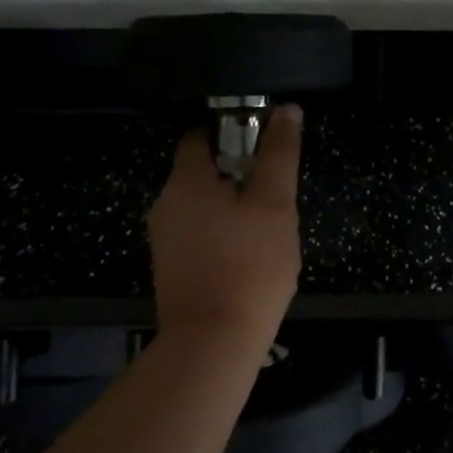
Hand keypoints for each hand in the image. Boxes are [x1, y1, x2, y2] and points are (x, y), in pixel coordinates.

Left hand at [148, 103, 303, 346]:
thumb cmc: (249, 265)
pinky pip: (201, 233)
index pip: (201, 136)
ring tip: (269, 227)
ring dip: (236, 206)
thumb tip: (287, 109)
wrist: (213, 343)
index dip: (235, 132)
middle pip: (205, 171)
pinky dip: (224, 232)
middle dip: (242, 174)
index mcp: (185, 182)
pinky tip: (250, 254)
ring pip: (205, 205)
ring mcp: (165, 240)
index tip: (267, 147)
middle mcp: (166, 205)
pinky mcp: (172, 267)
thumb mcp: (274, 203)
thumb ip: (280, 153)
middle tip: (277, 194)